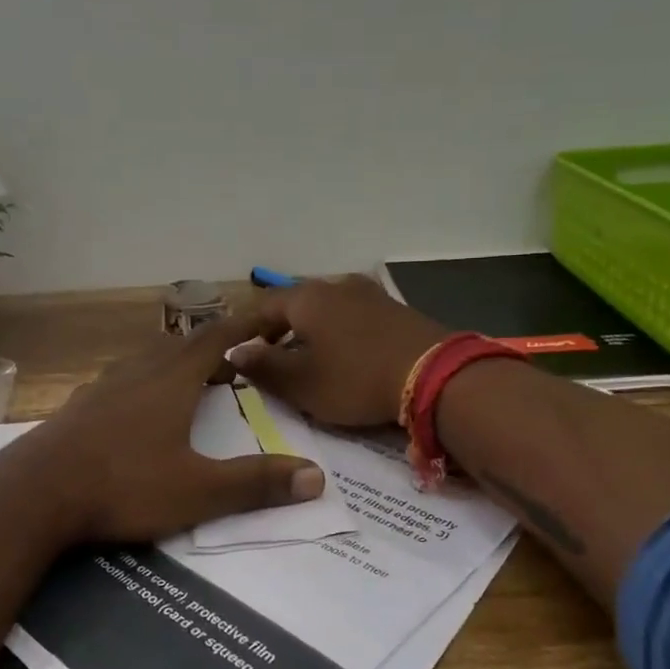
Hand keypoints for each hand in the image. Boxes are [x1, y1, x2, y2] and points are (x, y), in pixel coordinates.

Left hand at [3, 310, 325, 544]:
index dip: (245, 326)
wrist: (35, 493)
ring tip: (191, 379)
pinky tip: (138, 408)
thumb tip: (317, 477)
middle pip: (181, 345)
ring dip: (175, 361)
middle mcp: (138, 373)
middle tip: (234, 360)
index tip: (269, 317)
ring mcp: (103, 387)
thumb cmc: (123, 485)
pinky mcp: (79, 406)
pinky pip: (122, 380)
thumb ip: (256, 484)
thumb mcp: (197, 491)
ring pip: (147, 360)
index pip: (217, 340)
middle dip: (212, 346)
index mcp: (171, 381)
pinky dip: (144, 382)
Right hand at [229, 275, 446, 426]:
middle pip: (295, 303)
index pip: (262, 306)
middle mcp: (335, 286)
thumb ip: (264, 367)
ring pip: (326, 307)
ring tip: (308, 355)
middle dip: (280, 327)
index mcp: (306, 298)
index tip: (240, 352)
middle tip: (272, 355)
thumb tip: (235, 352)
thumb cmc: (355, 379)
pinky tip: (345, 351)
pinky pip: (352, 315)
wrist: (434, 375)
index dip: (247, 329)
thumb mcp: (302, 383)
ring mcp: (368, 293)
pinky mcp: (394, 308)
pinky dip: (339, 330)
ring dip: (312, 329)